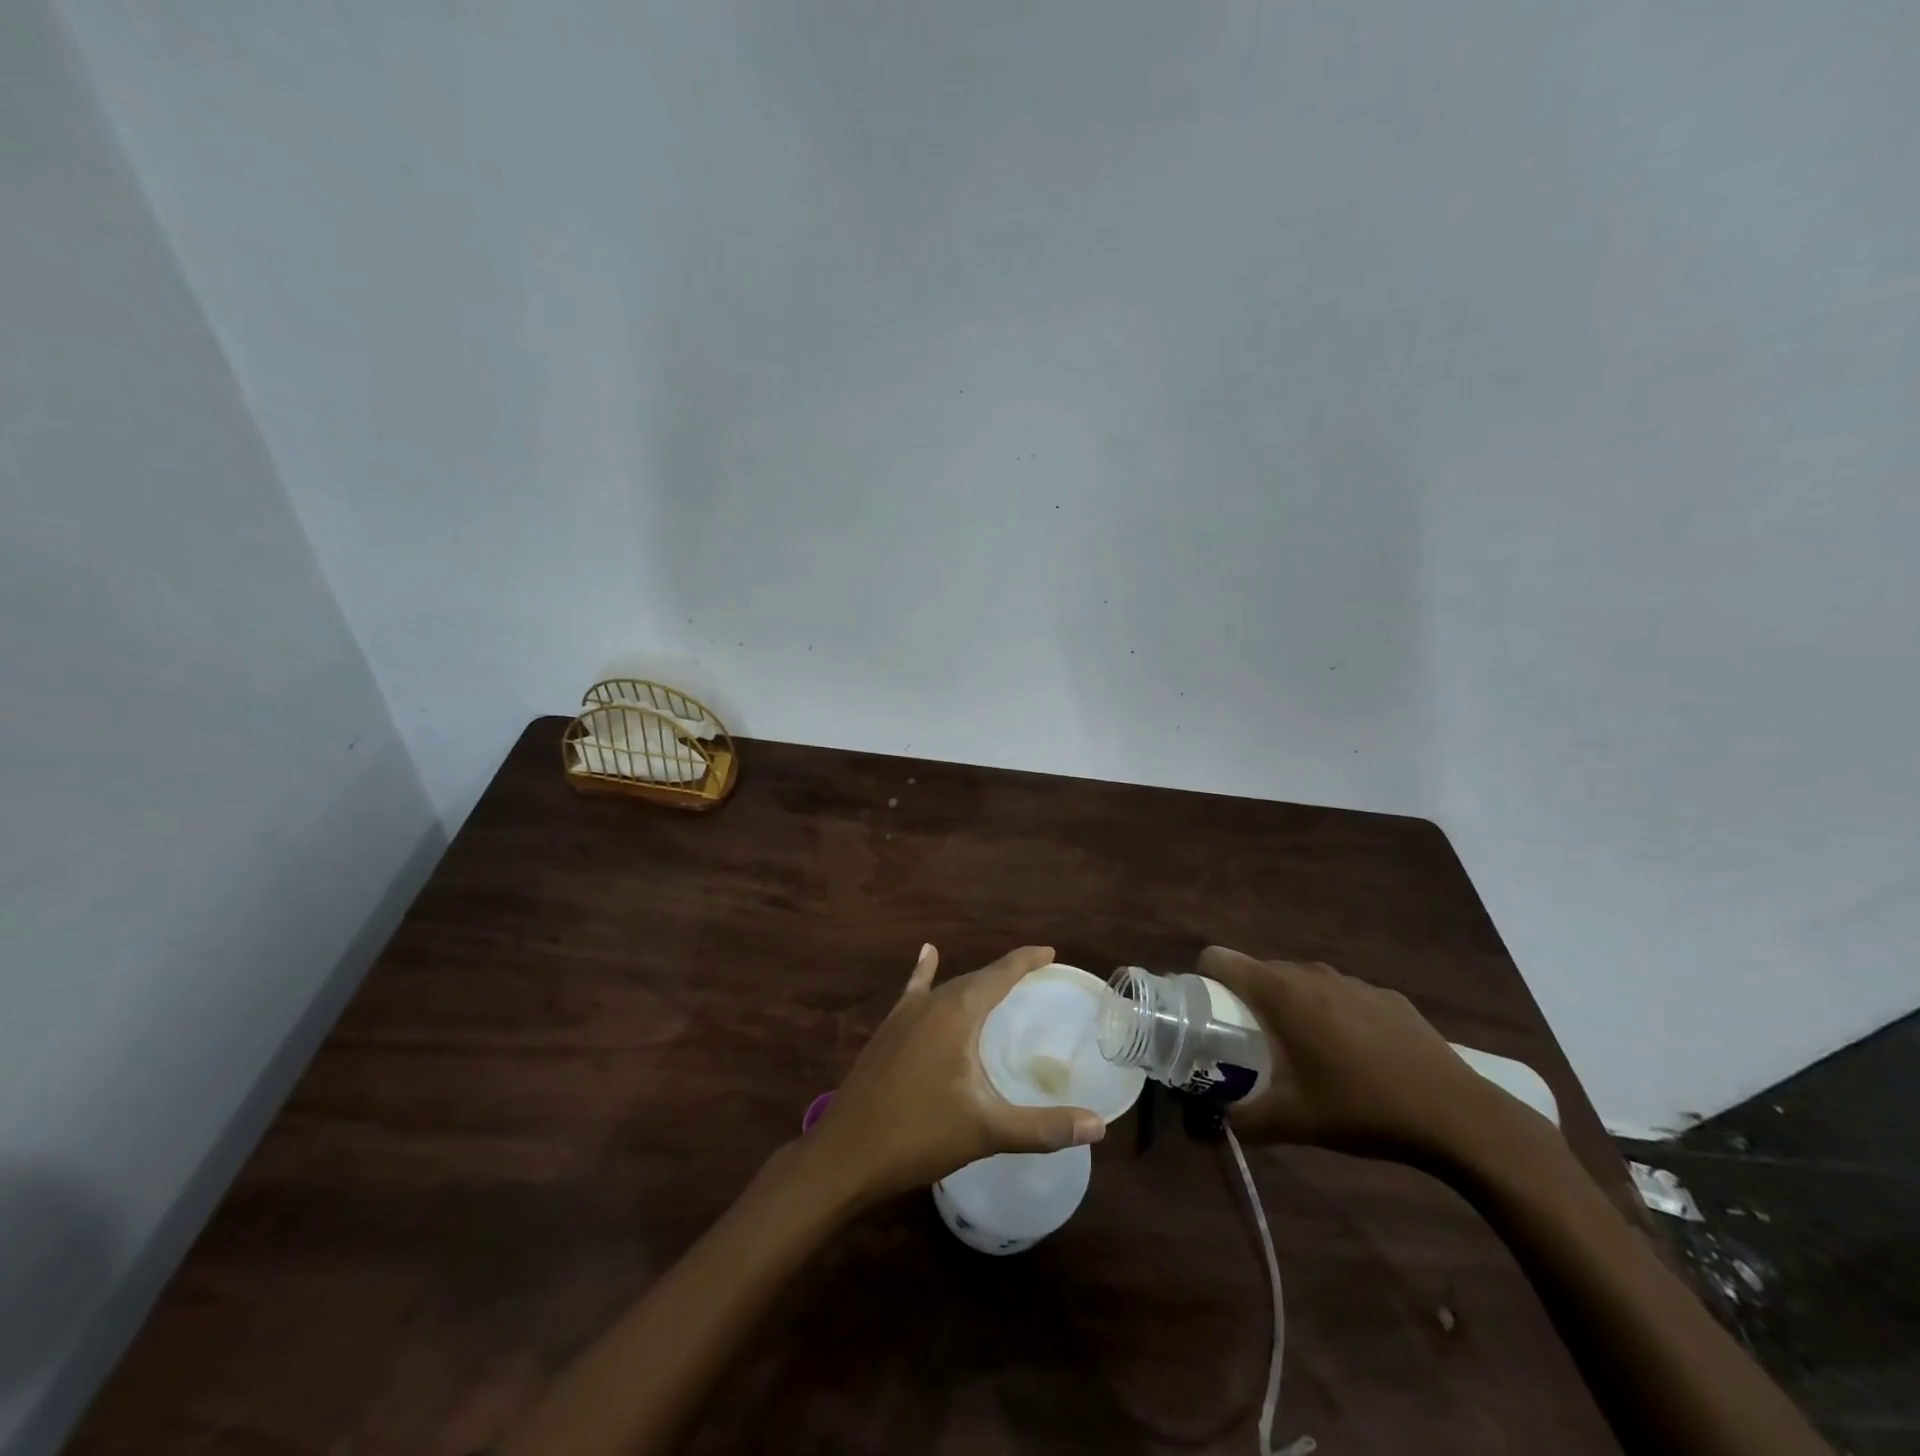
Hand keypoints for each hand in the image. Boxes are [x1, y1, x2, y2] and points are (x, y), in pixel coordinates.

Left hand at [807, 944, 1105, 1205]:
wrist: (845, 1154)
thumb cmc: (918, 1135)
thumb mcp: (986, 1131)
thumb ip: (1043, 1127)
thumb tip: (1099, 1125)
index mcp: (957, 1013)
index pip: (1000, 974)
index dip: (1026, 961)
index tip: (1050, 951)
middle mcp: (931, 1003)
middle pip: (976, 978)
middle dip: (1006, 974)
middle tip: (1035, 974)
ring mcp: (904, 1015)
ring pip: (948, 987)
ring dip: (975, 982)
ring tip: (999, 980)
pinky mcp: (888, 1032)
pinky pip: (915, 992)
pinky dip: (925, 974)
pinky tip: (927, 955)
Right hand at [1199, 945, 1529, 1162]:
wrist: (1459, 1116)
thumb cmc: (1363, 1109)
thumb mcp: (1293, 1122)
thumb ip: (1242, 1119)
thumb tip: (1209, 1122)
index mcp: (1280, 992)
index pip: (1219, 957)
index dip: (1204, 980)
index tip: (1208, 1015)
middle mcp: (1310, 973)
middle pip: (1258, 970)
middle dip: (1247, 1001)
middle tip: (1253, 1045)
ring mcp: (1352, 981)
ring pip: (1300, 981)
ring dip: (1290, 1007)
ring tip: (1304, 1053)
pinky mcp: (1385, 995)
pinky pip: (1339, 994)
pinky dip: (1331, 1014)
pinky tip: (1355, 1057)